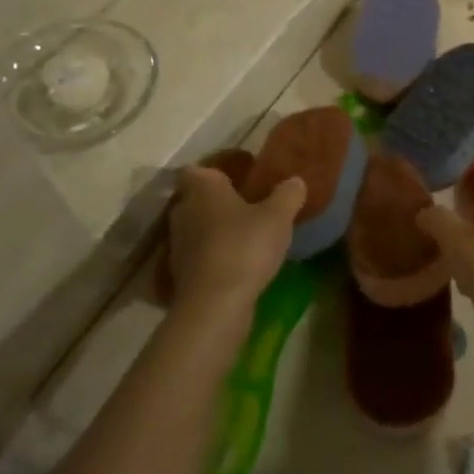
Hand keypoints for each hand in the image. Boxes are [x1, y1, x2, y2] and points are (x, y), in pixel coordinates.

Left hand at [166, 166, 304, 312]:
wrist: (215, 304)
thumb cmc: (245, 247)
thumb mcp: (278, 216)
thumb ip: (288, 194)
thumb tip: (295, 180)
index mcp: (203, 188)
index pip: (198, 169)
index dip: (217, 170)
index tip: (241, 176)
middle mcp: (183, 210)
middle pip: (197, 198)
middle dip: (219, 200)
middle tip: (250, 204)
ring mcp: (178, 244)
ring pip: (198, 227)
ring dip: (217, 229)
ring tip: (248, 235)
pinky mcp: (182, 273)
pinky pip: (200, 254)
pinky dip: (215, 255)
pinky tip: (239, 262)